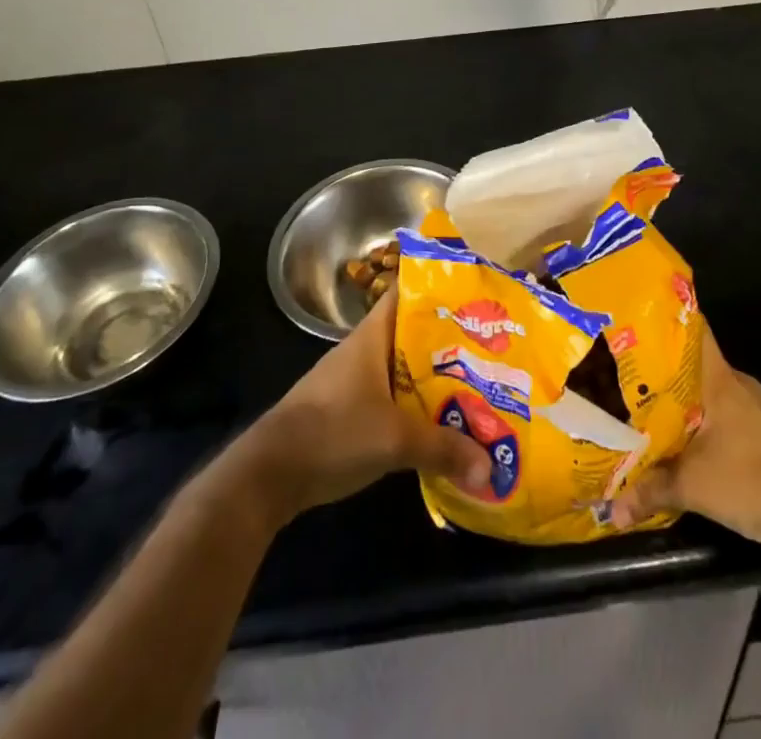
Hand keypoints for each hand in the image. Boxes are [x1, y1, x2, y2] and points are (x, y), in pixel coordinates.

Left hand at [226, 292, 490, 525]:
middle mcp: (364, 350)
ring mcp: (353, 381)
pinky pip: (391, 397)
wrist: (269, 474)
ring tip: (477, 383)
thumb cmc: (333, 433)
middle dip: (449, 340)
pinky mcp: (347, 411)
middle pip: (412, 333)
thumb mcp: (394, 440)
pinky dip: (415, 405)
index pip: (406, 293)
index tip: (474, 292)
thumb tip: (490, 467)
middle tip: (491, 346)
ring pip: (403, 368)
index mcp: (372, 336)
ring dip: (433, 376)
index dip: (438, 287)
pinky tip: (440, 422)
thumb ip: (443, 449)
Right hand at [610, 327, 760, 552]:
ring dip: (675, 399)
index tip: (629, 321)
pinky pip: (717, 413)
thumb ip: (650, 491)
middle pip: (689, 364)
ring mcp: (750, 407)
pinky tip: (675, 438)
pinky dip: (695, 422)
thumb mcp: (693, 486)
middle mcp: (735, 382)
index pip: (691, 329)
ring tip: (637, 405)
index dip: (661, 321)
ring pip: (702, 391)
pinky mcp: (759, 431)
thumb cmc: (753, 480)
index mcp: (719, 378)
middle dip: (655, 368)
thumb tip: (612, 511)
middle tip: (618, 371)